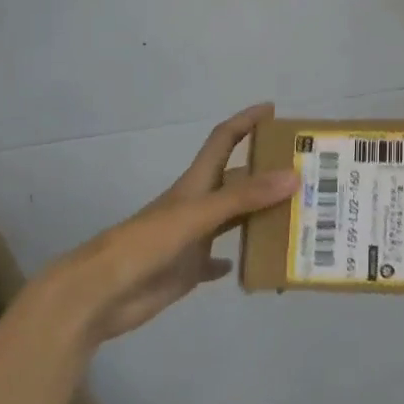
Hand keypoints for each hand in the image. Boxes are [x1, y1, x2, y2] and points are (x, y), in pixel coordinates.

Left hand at [54, 103, 296, 345]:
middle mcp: (197, 205)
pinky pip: (217, 260)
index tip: (273, 110)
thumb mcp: (198, 214)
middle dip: (266, 173)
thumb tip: (294, 176)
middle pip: (237, 180)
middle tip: (305, 174)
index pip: (224, 139)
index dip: (246, 121)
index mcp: (196, 183)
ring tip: (296, 216)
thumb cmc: (146, 243)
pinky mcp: (187, 269)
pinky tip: (256, 264)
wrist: (99, 293)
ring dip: (260, 215)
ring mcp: (192, 238)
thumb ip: (244, 197)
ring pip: (234, 219)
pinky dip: (236, 259)